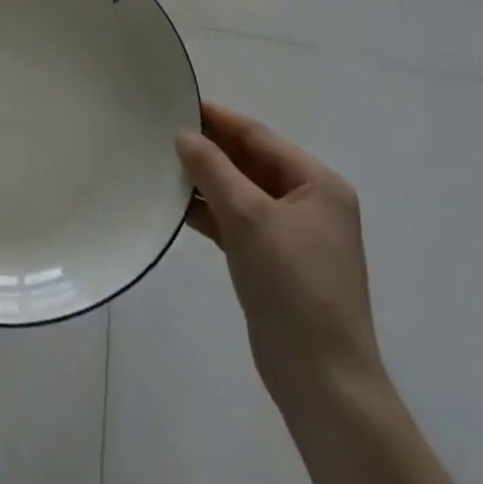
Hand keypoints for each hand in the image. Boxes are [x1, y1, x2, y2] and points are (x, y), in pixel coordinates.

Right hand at [177, 100, 380, 406]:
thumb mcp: (249, 217)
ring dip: (205, 181)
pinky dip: (210, 212)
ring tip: (160, 164)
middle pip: (249, 162)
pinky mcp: (273, 263)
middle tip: (160, 131)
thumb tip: (184, 135)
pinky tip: (176, 205)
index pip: (258, 137)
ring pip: (240, 193)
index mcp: (317, 184)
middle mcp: (309, 203)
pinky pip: (237, 222)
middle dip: (208, 150)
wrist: (322, 382)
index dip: (217, 119)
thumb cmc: (293, 286)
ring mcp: (292, 235)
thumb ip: (213, 169)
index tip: (176, 100)